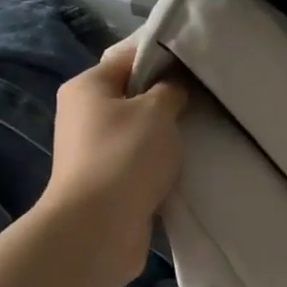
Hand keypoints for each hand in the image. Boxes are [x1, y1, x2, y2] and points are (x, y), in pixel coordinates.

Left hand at [40, 40, 188, 284]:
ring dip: (165, 136)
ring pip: (139, 131)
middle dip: (168, 99)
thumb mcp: (157, 110)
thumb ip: (171, 89)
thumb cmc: (125, 156)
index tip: (198, 66)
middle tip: (204, 101)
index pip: (129, 57)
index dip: (165, 57)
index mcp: (87, 86)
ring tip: (199, 134)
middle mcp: (83, 114)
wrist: (98, 229)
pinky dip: (158, 164)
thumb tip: (173, 87)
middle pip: (133, 95)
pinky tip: (184, 166)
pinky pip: (138, 161)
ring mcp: (92, 150)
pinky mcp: (104, 182)